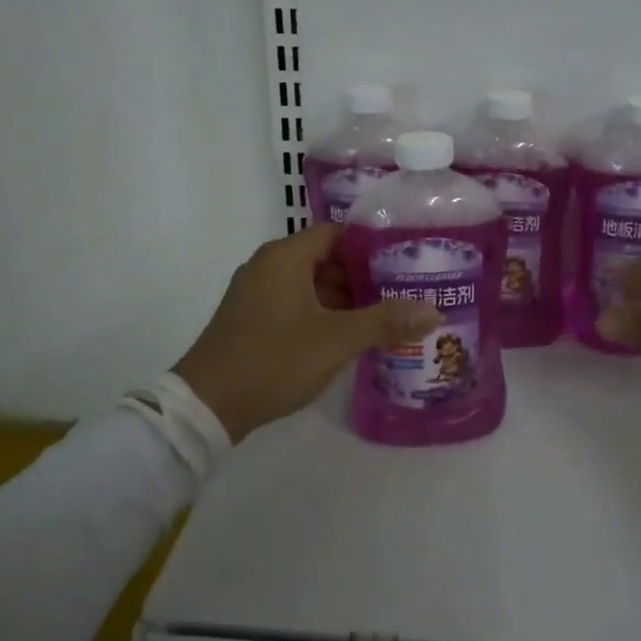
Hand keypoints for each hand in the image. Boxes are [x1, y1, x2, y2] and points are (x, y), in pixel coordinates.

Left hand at [174, 223, 444, 442]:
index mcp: (285, 256)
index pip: (338, 234)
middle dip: (364, 276)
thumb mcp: (335, 341)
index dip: (373, 245)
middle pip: (327, 259)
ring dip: (345, 299)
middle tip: (404, 292)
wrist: (206, 406)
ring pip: (312, 284)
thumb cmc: (272, 360)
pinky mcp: (253, 317)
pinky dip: (324, 314)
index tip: (406, 260)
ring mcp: (257, 292)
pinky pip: (297, 303)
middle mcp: (269, 265)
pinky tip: (349, 336)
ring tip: (386, 317)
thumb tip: (435, 311)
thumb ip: (385, 322)